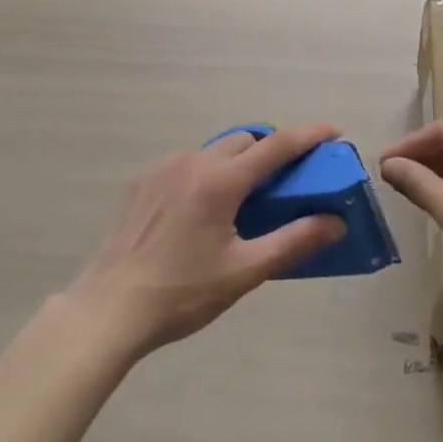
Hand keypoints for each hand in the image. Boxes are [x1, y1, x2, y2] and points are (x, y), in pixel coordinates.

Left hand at [62, 125, 346, 357]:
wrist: (107, 310)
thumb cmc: (181, 293)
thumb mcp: (243, 273)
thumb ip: (292, 242)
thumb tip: (335, 222)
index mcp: (221, 181)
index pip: (277, 146)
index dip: (309, 135)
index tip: (334, 131)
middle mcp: (194, 161)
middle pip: (245, 141)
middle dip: (270, 152)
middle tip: (285, 182)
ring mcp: (164, 167)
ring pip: (214, 151)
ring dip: (236, 164)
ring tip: (240, 203)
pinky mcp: (142, 180)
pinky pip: (186, 165)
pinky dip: (205, 175)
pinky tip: (198, 213)